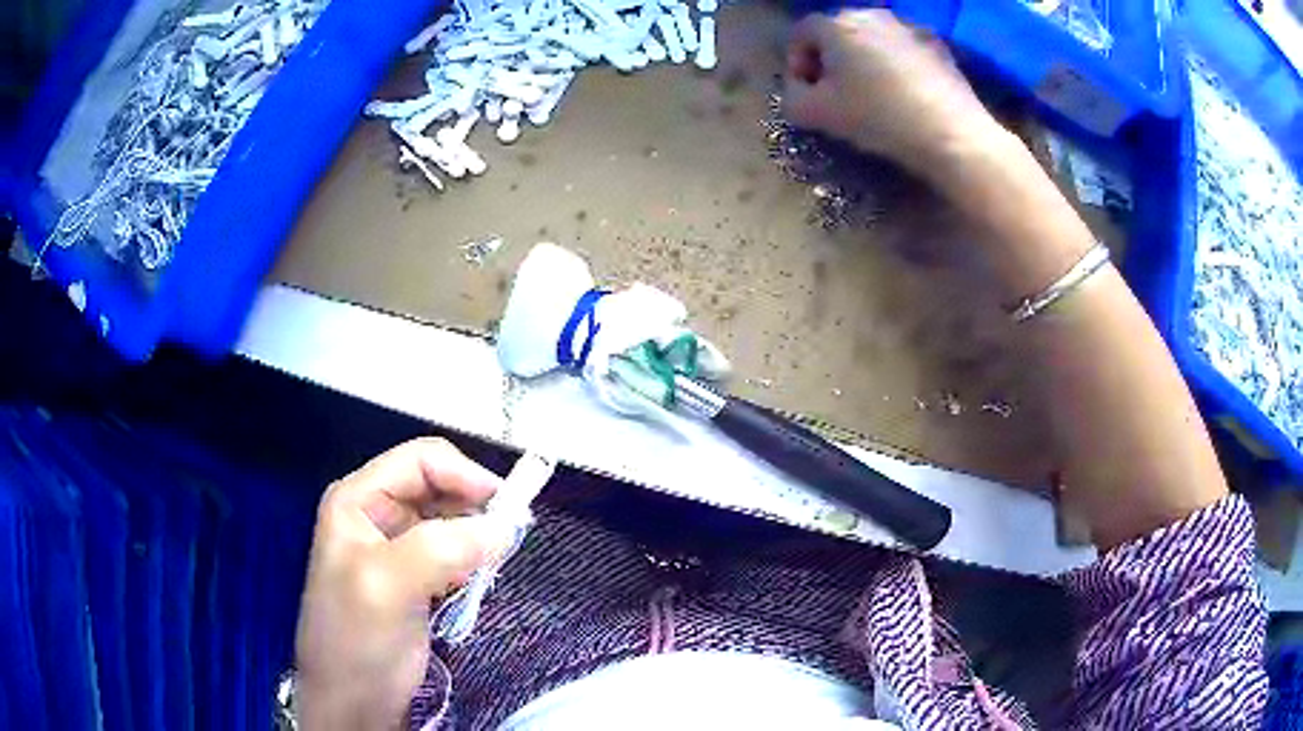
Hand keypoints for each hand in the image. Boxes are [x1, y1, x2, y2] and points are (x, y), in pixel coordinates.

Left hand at [294, 438, 510, 730]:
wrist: (351, 703)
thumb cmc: (356, 640)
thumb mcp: (387, 586)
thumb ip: (440, 548)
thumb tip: (503, 527)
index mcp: (358, 499)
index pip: (421, 460)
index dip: (467, 475)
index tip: (508, 510)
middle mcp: (376, 515)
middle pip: (439, 488)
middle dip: (475, 509)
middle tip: (506, 543)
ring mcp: (395, 549)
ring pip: (450, 522)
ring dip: (476, 538)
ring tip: (490, 567)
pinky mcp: (414, 580)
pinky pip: (453, 554)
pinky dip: (473, 562)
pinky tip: (477, 581)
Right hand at [782, 10, 1001, 175]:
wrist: (951, 134)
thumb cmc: (877, 118)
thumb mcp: (815, 115)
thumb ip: (791, 96)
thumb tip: (800, 88)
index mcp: (835, 24)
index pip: (801, 35)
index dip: (797, 64)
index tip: (808, 94)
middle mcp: (870, 13)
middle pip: (837, 33)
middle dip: (832, 61)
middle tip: (839, 96)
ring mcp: (908, 26)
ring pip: (872, 41)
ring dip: (865, 62)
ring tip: (875, 97)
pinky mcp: (938, 44)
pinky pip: (904, 50)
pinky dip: (897, 66)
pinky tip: (906, 96)